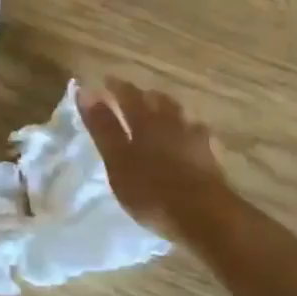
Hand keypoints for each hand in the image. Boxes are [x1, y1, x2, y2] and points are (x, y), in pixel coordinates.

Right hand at [79, 79, 230, 241]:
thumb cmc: (151, 190)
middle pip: (156, 100)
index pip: (128, 95)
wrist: (203, 215)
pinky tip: (186, 137)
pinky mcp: (209, 155)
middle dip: (142, 95)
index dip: (115, 87)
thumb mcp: (117, 161)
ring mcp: (193, 137)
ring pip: (177, 114)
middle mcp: (171, 121)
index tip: (105, 81)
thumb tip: (86, 91)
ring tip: (158, 112)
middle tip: (131, 95)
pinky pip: (195, 133)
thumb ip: (103, 127)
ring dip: (165, 108)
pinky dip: (185, 130)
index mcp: (145, 121)